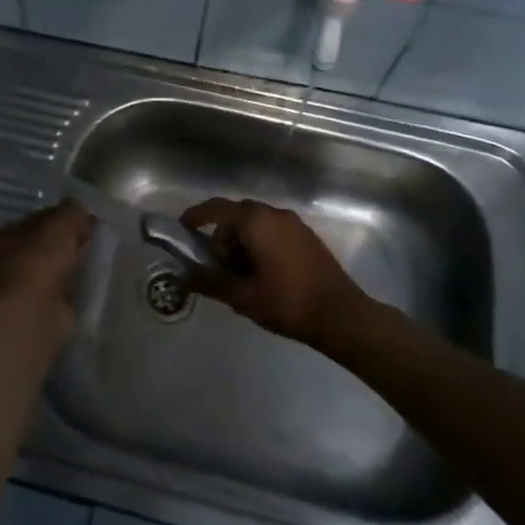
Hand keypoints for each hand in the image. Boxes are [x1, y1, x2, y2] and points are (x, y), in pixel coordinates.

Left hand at [0, 200, 95, 338]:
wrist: (34, 310)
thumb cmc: (40, 258)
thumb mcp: (60, 222)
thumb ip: (72, 211)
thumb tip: (81, 212)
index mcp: (6, 234)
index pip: (39, 219)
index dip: (64, 216)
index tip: (86, 218)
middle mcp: (11, 259)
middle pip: (48, 243)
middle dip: (71, 240)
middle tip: (93, 237)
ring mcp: (26, 285)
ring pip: (57, 266)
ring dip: (75, 262)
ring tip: (97, 257)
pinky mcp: (42, 306)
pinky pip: (65, 287)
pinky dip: (77, 283)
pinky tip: (92, 279)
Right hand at [178, 198, 368, 347]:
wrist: (342, 316)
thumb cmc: (288, 303)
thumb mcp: (242, 296)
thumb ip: (209, 282)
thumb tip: (183, 276)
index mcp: (256, 221)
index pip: (216, 209)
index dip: (196, 217)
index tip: (183, 230)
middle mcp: (275, 214)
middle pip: (236, 217)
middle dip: (221, 239)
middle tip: (217, 268)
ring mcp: (294, 224)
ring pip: (255, 224)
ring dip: (241, 243)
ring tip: (240, 278)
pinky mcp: (306, 237)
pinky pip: (273, 231)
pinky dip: (259, 244)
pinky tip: (262, 275)